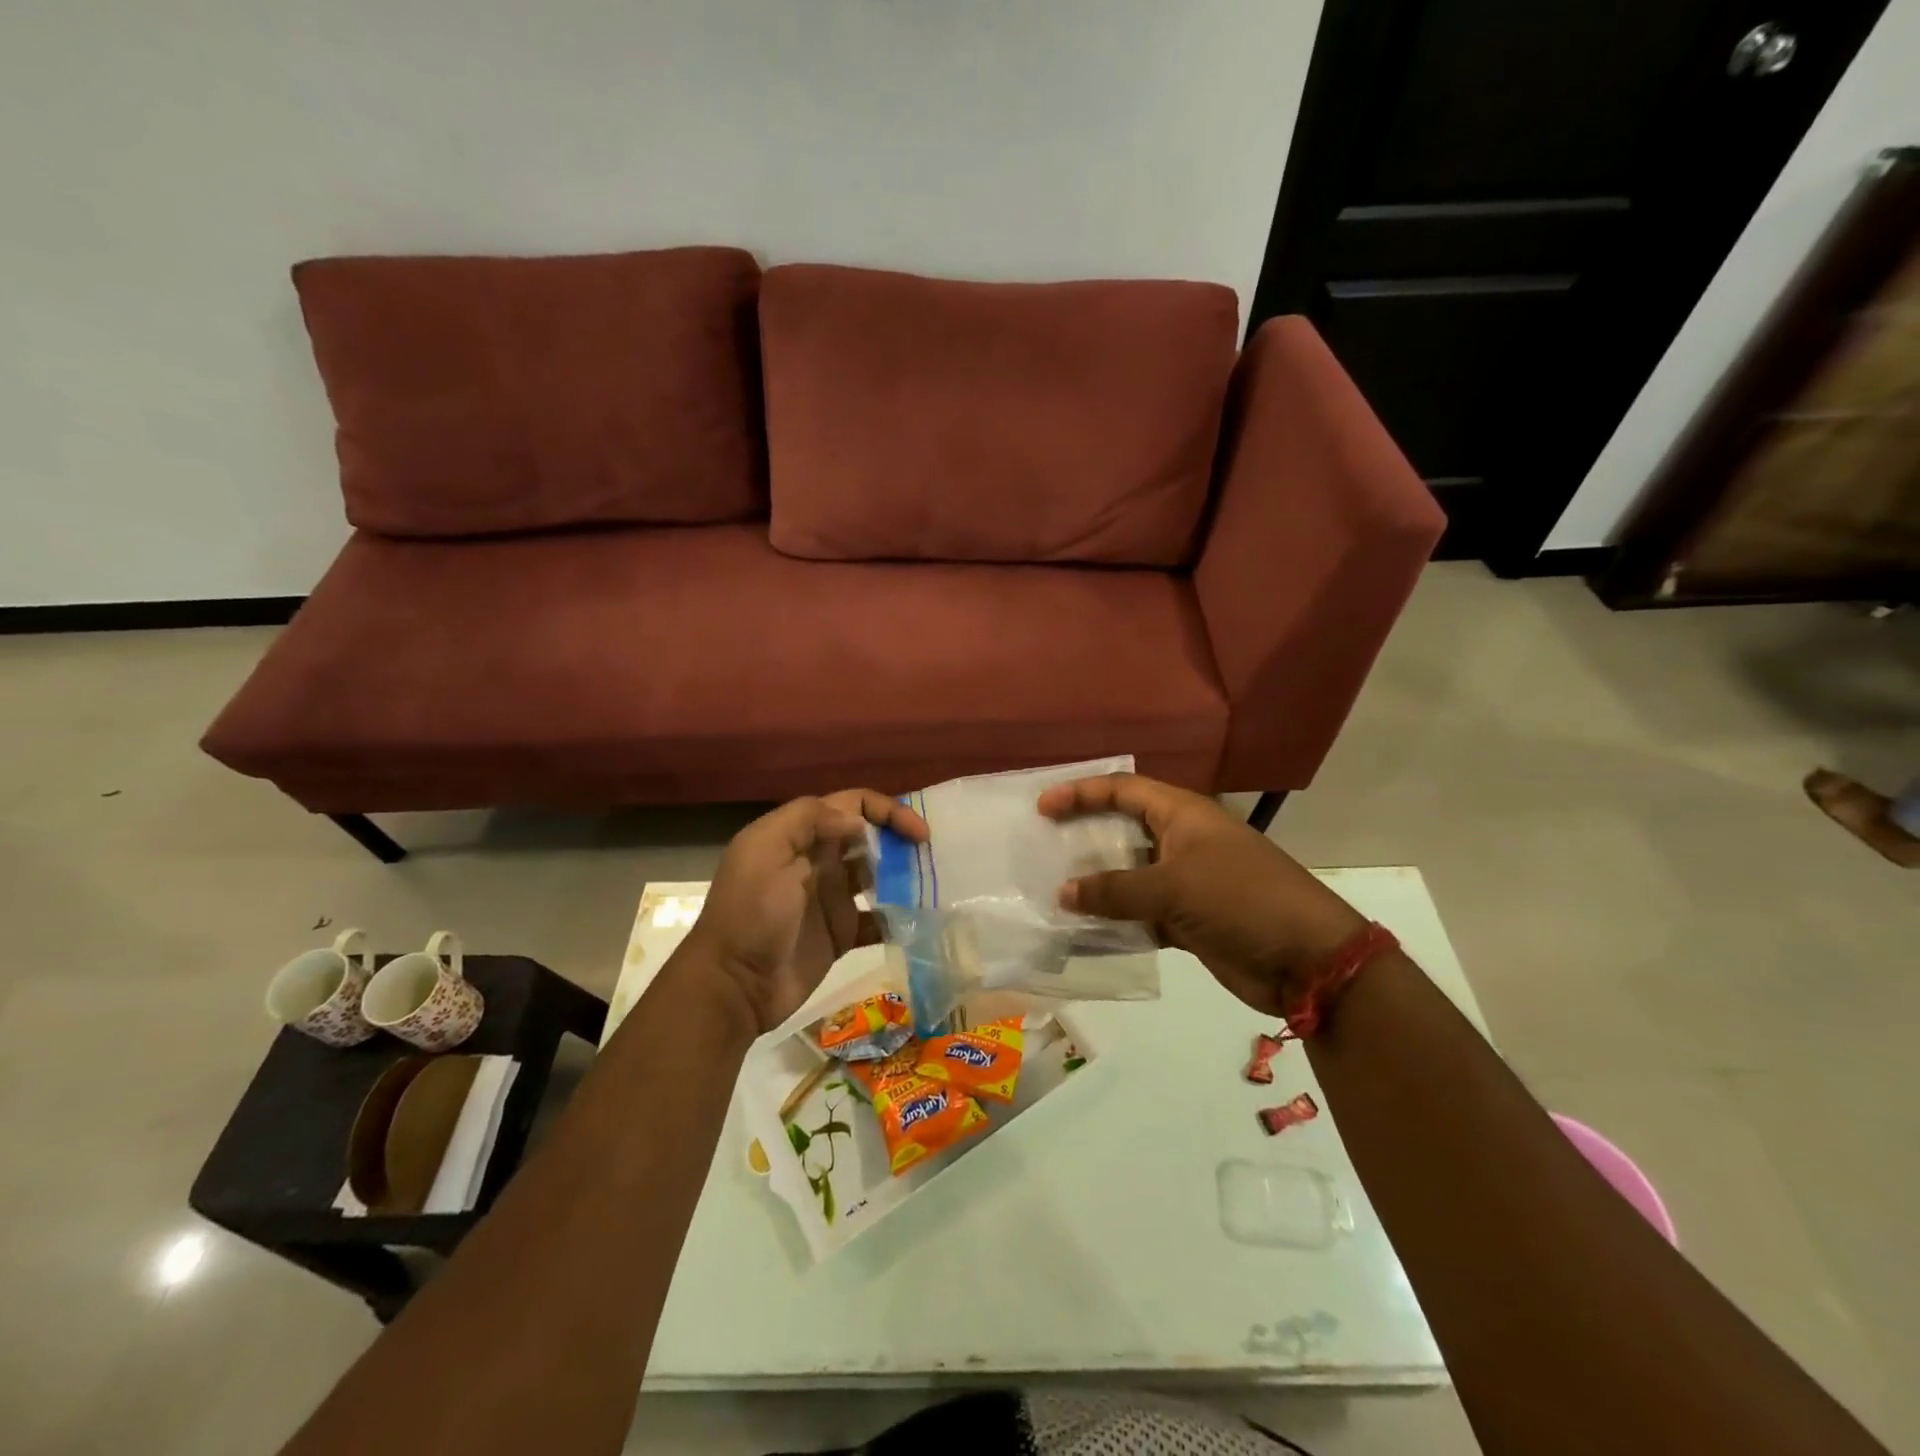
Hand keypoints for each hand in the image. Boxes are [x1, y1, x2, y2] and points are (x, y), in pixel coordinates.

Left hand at [684, 790, 929, 1035]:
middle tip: (930, 858)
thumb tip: (860, 823)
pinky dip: (898, 917)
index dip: (888, 811)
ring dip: (905, 875)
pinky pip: (878, 918)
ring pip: (879, 875)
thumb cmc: (751, 912)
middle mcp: (820, 860)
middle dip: (901, 840)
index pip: (853, 805)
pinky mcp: (842, 934)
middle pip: (871, 837)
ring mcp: (832, 898)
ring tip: (932, 885)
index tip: (918, 833)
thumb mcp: (767, 850)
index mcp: (801, 835)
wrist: (734, 984)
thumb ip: (810, 820)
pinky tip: (916, 921)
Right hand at [1037, 774, 1364, 1017]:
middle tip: (1041, 846)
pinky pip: (1140, 913)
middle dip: (1083, 836)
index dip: (1081, 793)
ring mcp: (1186, 881)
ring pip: (1129, 875)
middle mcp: (1181, 841)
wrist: (1309, 960)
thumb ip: (1115, 890)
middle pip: (1122, 829)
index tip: (1042, 808)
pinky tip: (1084, 930)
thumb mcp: (1174, 887)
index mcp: (1182, 814)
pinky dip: (1115, 920)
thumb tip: (1063, 893)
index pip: (1122, 789)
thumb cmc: (1241, 900)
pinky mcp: (1189, 919)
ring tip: (1052, 889)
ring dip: (1096, 883)